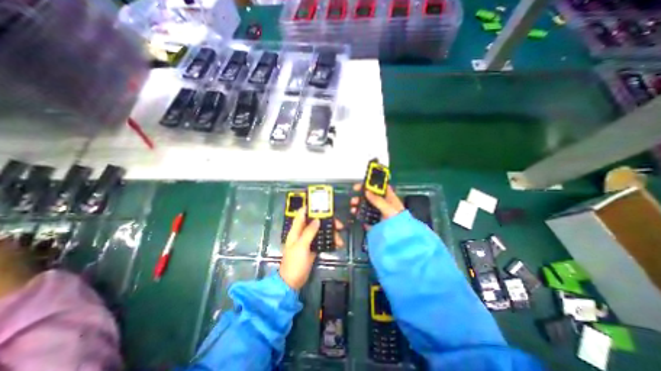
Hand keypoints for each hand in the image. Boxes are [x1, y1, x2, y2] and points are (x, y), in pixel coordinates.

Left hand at [279, 209, 343, 288]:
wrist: (292, 282)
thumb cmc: (294, 263)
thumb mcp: (301, 246)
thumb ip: (309, 232)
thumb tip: (317, 219)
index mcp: (296, 230)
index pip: (302, 214)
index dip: (310, 207)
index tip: (323, 205)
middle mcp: (302, 233)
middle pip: (315, 222)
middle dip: (327, 222)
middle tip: (339, 225)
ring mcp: (308, 240)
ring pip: (321, 231)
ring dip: (331, 233)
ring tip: (340, 240)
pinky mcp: (313, 248)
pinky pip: (322, 240)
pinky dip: (330, 241)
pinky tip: (337, 244)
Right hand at [351, 185, 402, 227]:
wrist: (400, 239)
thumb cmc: (398, 221)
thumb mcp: (389, 208)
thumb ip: (378, 200)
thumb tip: (366, 192)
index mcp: (389, 198)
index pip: (379, 188)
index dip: (370, 184)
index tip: (360, 185)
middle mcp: (383, 204)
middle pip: (370, 197)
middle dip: (361, 197)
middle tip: (354, 199)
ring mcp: (378, 213)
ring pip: (366, 206)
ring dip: (358, 205)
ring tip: (353, 208)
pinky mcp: (374, 222)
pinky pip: (366, 216)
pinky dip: (360, 215)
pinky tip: (355, 214)